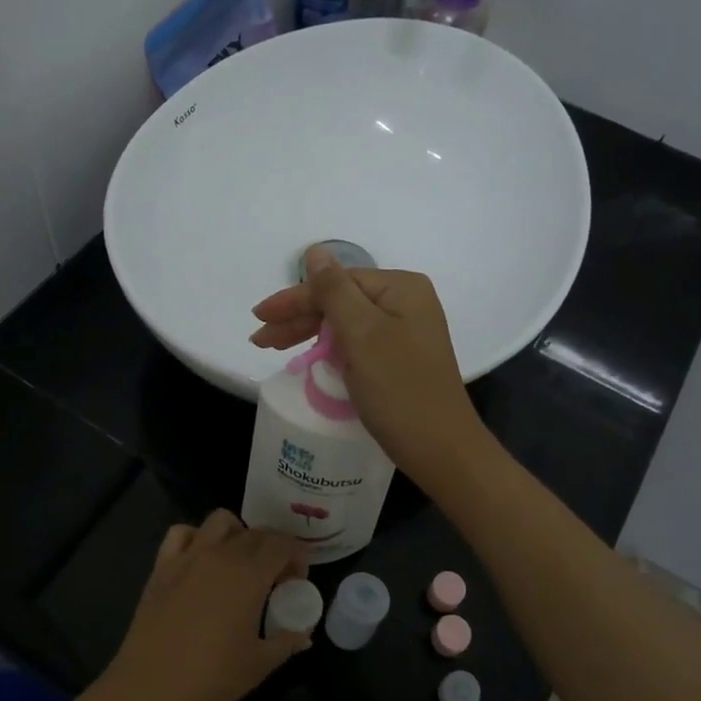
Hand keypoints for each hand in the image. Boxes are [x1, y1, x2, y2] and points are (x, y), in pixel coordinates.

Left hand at [99, 510, 309, 700]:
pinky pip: (181, 533)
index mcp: (249, 575)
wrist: (148, 690)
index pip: (282, 545)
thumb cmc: (211, 678)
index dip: (297, 555)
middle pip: (255, 533)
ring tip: (240, 562)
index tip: (298, 578)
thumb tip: (304, 633)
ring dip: (238, 533)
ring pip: (220, 521)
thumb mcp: (259, 665)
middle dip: (273, 548)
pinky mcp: (161, 567)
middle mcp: (220, 555)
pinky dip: (196, 537)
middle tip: (276, 578)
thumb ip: (287, 642)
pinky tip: (200, 561)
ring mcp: (187, 557)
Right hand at [250, 248, 488, 489]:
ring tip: (274, 347)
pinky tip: (310, 357)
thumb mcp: (362, 335)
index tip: (259, 317)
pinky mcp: (401, 358)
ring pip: (346, 323)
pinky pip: (358, 343)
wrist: (440, 449)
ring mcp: (406, 332)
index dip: (295, 299)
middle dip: (299, 317)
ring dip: (310, 333)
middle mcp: (406, 303)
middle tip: (261, 339)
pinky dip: (331, 349)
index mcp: (401, 288)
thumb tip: (314, 250)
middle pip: (341, 300)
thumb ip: (334, 291)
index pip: (336, 282)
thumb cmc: (399, 388)